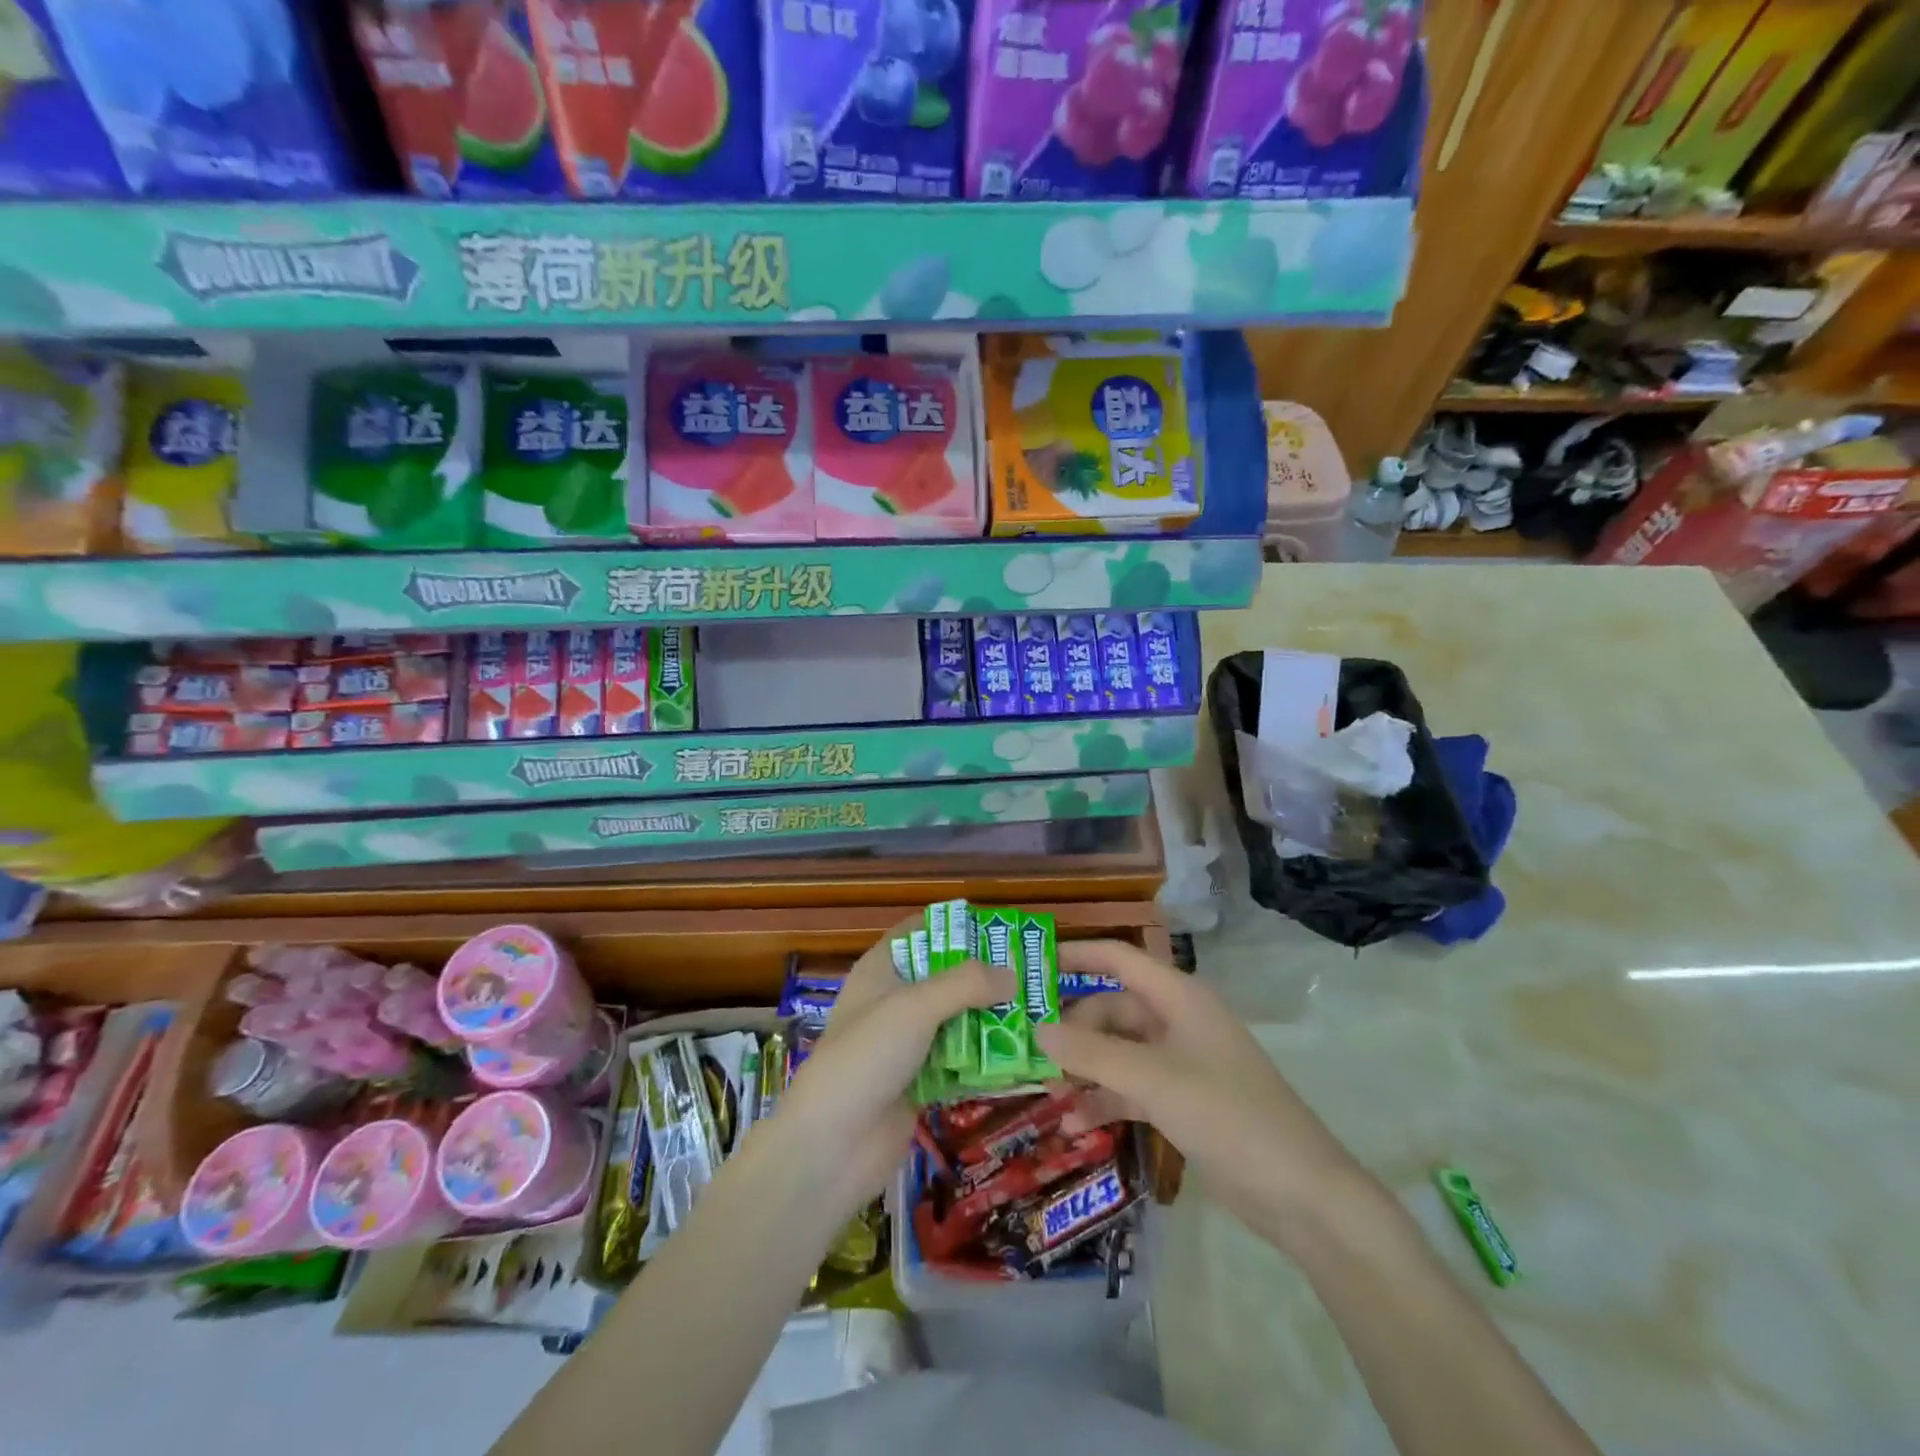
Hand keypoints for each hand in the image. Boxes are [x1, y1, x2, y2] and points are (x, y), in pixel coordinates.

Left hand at [775, 921, 1014, 1212]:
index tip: (1003, 930)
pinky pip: (961, 1060)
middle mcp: (895, 1000)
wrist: (831, 1147)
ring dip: (992, 1018)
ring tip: (1040, 1012)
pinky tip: (1024, 1055)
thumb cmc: (866, 1057)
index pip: (921, 932)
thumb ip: (966, 984)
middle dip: (987, 976)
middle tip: (1035, 974)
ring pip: (958, 1019)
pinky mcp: (921, 1081)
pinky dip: (986, 1057)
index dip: (958, 927)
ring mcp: (908, 1043)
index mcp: (882, 969)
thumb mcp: (914, 1007)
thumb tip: (1013, 974)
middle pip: (947, 977)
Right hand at [1035, 940, 1364, 1242]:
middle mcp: (1176, 1021)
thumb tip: (1037, 1029)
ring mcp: (1179, 1062)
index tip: (1030, 966)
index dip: (1075, 955)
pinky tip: (1074, 1123)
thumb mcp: (1153, 1079)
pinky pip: (1130, 1087)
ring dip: (1084, 1068)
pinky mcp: (1180, 1100)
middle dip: (1073, 1029)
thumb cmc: (1227, 1114)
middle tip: (1032, 1053)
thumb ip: (1092, 1053)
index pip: (1117, 958)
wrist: (1299, 1193)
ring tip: (1047, 1092)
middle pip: (1112, 1009)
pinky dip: (1103, 1100)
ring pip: (1118, 1051)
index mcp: (1178, 997)